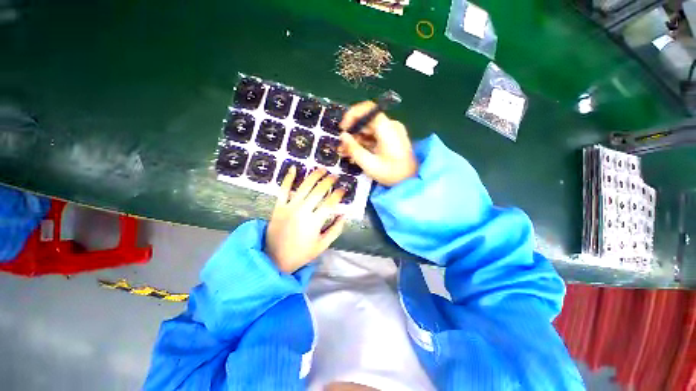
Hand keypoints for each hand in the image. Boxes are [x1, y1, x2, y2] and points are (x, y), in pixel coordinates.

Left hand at [265, 166, 346, 273]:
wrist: (274, 259)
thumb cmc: (301, 254)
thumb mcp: (322, 245)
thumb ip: (335, 230)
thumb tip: (344, 215)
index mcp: (314, 222)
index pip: (330, 203)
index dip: (338, 194)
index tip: (344, 189)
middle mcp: (302, 211)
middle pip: (318, 191)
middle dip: (328, 181)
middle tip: (335, 176)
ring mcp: (289, 207)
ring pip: (304, 187)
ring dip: (314, 176)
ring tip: (322, 169)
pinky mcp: (278, 207)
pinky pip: (283, 190)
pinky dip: (288, 178)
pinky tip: (293, 168)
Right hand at [338, 101, 417, 185]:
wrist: (411, 181)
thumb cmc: (391, 173)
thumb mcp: (369, 163)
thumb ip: (354, 148)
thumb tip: (342, 136)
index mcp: (387, 128)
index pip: (367, 109)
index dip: (351, 115)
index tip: (342, 129)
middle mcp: (390, 126)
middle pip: (366, 121)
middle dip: (351, 133)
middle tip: (341, 146)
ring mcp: (391, 133)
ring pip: (369, 130)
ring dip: (356, 140)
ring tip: (346, 153)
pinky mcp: (391, 140)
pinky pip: (374, 137)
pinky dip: (364, 144)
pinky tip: (355, 154)